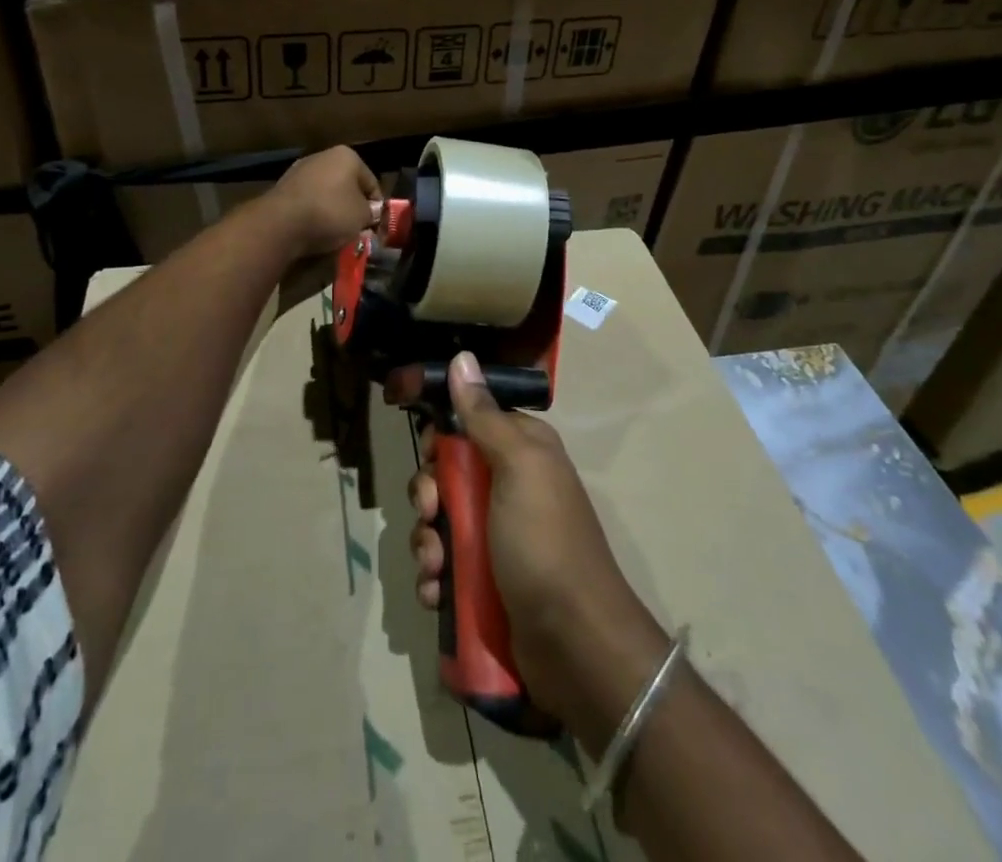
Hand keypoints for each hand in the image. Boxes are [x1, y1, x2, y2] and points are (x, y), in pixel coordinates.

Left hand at [261, 146, 381, 257]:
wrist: (282, 222)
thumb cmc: (331, 212)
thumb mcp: (362, 216)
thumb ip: (371, 213)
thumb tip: (370, 213)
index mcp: (347, 156)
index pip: (371, 183)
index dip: (377, 206)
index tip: (376, 225)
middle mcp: (323, 156)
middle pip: (347, 185)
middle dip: (353, 206)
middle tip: (357, 229)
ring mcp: (300, 170)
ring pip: (326, 193)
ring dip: (333, 210)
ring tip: (336, 233)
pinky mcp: (283, 187)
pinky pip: (308, 201)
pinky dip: (314, 213)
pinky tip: (315, 229)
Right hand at [403, 353, 668, 749]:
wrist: (574, 643)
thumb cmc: (544, 541)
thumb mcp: (518, 467)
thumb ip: (484, 416)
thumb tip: (462, 358)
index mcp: (521, 451)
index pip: (467, 423)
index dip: (440, 436)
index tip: (427, 452)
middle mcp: (508, 486)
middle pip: (445, 474)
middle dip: (427, 496)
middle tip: (431, 515)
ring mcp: (496, 536)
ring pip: (439, 522)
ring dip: (426, 543)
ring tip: (436, 568)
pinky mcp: (485, 580)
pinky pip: (444, 566)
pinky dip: (434, 579)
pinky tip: (437, 594)